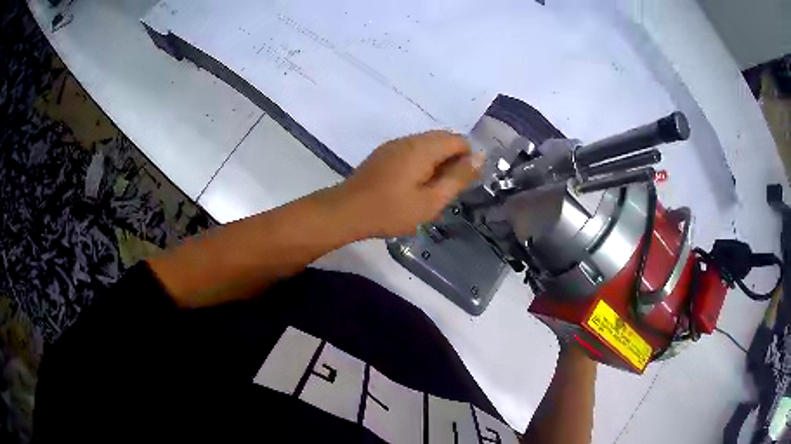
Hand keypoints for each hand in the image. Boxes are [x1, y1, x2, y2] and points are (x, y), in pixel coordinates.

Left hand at [335, 131, 484, 237]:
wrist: (346, 211)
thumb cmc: (391, 210)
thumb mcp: (431, 201)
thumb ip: (457, 178)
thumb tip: (480, 157)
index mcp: (423, 147)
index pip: (458, 140)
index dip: (467, 160)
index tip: (460, 185)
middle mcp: (409, 139)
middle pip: (443, 140)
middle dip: (451, 162)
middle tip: (445, 191)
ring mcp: (394, 145)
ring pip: (427, 146)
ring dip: (436, 164)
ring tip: (429, 193)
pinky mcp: (384, 154)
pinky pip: (412, 152)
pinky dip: (420, 165)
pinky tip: (412, 188)